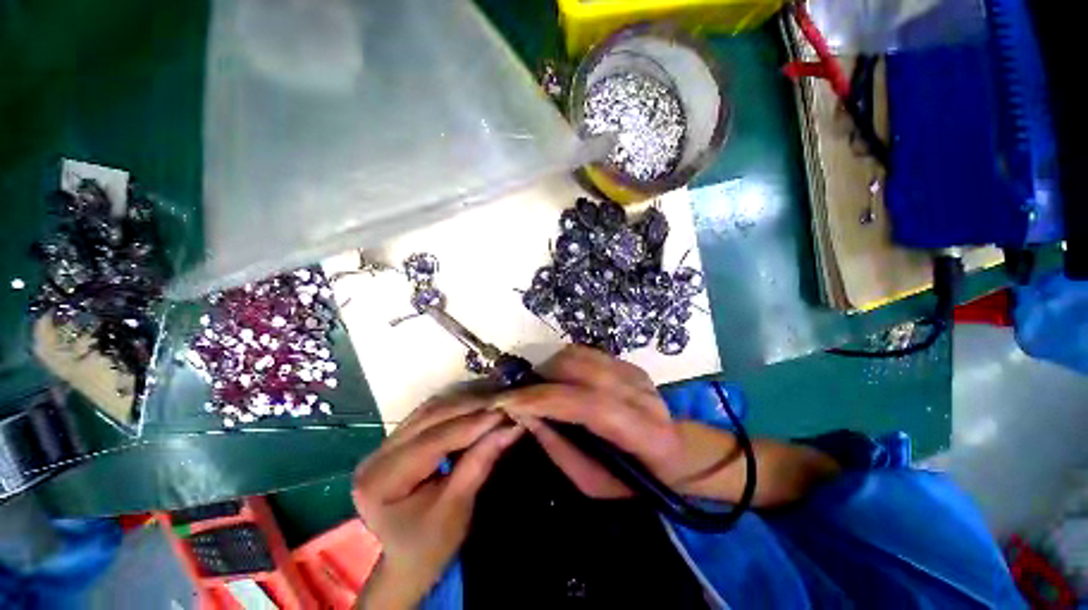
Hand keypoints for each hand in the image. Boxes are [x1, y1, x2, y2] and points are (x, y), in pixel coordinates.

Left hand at [353, 395, 523, 608]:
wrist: (410, 558)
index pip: (431, 441)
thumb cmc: (431, 545)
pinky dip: (459, 405)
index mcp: (379, 481)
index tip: (505, 413)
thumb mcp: (457, 509)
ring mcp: (385, 443)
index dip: (471, 424)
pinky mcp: (399, 438)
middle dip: (471, 408)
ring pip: (431, 409)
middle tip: (504, 403)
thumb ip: (480, 463)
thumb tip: (511, 427)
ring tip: (496, 399)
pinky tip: (480, 401)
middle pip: (429, 418)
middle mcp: (376, 455)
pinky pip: (432, 412)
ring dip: (466, 402)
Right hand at [497, 346, 718, 498]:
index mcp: (642, 433)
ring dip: (550, 367)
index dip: (545, 399)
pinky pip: (585, 353)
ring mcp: (635, 373)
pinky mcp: (628, 363)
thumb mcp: (592, 482)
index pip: (589, 405)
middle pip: (581, 369)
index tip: (508, 401)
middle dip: (542, 377)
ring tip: (540, 387)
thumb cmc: (633, 478)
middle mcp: (640, 394)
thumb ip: (559, 448)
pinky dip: (564, 363)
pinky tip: (561, 380)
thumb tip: (525, 416)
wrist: (676, 451)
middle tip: (522, 395)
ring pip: (580, 355)